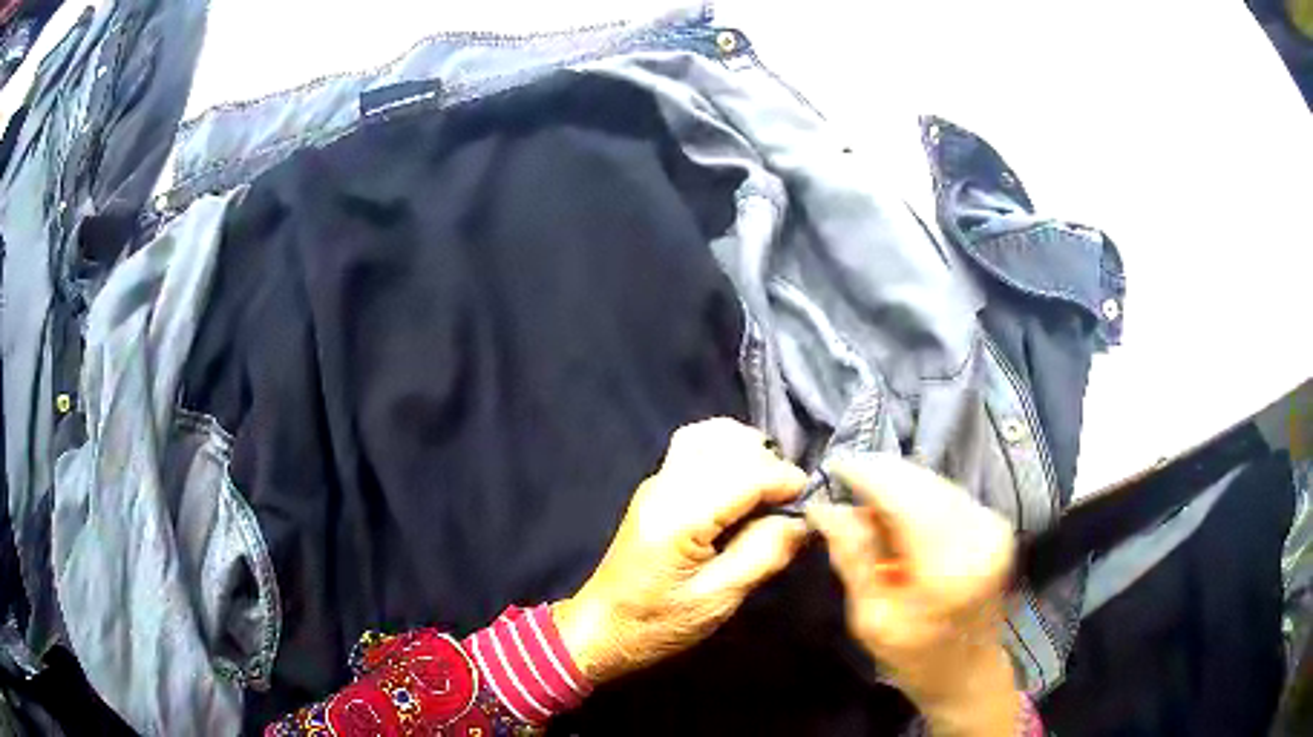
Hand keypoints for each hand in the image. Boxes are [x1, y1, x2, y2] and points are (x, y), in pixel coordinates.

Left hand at [553, 418, 808, 684]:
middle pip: (729, 444)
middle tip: (789, 501)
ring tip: (768, 488)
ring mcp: (656, 481)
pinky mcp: (656, 486)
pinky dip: (728, 451)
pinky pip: (697, 446)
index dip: (786, 480)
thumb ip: (764, 554)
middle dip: (770, 464)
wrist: (601, 628)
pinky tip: (741, 482)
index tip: (811, 502)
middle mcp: (665, 485)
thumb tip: (803, 521)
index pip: (745, 473)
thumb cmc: (658, 623)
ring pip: (710, 435)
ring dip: (748, 451)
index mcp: (679, 517)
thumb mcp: (718, 600)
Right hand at [805, 453, 1020, 735]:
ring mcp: (992, 523)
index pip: (905, 495)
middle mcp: (979, 532)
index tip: (832, 466)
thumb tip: (824, 508)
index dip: (867, 473)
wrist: (969, 670)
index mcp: (948, 564)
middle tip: (843, 486)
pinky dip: (917, 495)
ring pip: (935, 480)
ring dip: (898, 483)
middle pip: (922, 480)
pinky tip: (896, 515)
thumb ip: (854, 558)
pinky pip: (947, 491)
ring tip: (867, 505)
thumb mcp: (871, 618)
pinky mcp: (995, 521)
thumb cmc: (915, 656)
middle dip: (880, 475)